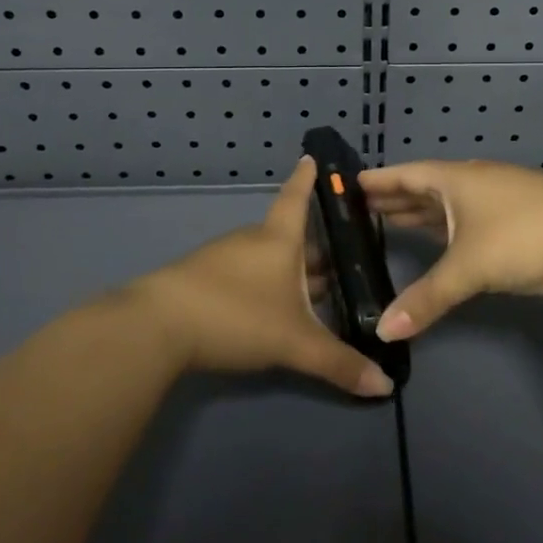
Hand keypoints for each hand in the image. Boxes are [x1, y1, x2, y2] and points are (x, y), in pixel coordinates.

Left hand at [130, 157, 393, 397]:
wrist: (156, 326)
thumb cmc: (236, 315)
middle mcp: (251, 241)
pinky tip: (267, 310)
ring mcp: (221, 259)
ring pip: (265, 258)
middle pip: (288, 237)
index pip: (297, 199)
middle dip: (313, 248)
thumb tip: (386, 386)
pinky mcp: (199, 280)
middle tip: (341, 261)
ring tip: (312, 290)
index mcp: (279, 240)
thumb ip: (339, 364)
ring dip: (289, 271)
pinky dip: (262, 285)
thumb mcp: (294, 343)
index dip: (307, 180)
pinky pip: (242, 275)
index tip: (311, 156)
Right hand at [358, 160, 542, 340]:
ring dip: (425, 213)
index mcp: (457, 180)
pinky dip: (450, 227)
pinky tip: (443, 240)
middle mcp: (476, 182)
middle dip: (398, 198)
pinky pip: (471, 219)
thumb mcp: (468, 269)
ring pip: (452, 204)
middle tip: (365, 208)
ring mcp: (502, 198)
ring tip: (394, 221)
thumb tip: (383, 331)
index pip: (408, 174)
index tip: (353, 183)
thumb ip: (426, 299)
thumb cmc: (522, 239)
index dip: (381, 180)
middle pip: (428, 187)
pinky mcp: (521, 219)